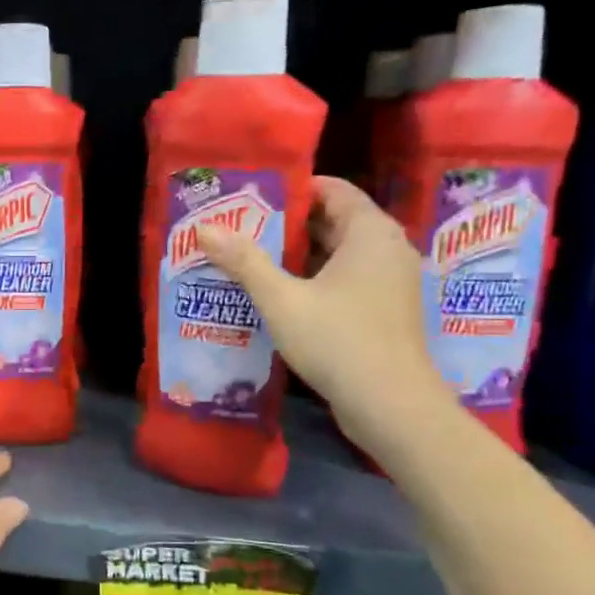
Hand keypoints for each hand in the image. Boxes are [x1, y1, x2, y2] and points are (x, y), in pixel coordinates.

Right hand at [199, 177, 449, 447]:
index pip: (333, 190)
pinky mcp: (385, 309)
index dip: (292, 191)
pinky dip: (314, 279)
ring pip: (338, 254)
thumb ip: (244, 261)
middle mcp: (387, 249)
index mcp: (370, 233)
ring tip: (250, 258)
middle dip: (288, 225)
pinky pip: (346, 279)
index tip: (252, 199)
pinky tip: (278, 293)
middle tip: (241, 228)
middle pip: (334, 221)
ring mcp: (390, 281)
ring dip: (298, 255)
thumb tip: (204, 228)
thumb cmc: (337, 340)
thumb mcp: (281, 299)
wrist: (389, 404)